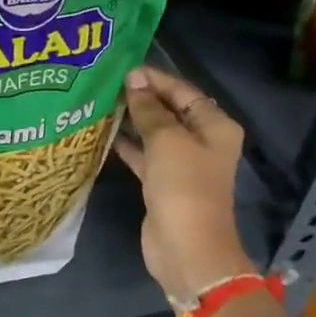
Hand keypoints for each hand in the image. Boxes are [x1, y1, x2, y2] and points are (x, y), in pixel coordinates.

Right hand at [113, 65, 253, 299]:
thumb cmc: (184, 186)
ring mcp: (182, 163)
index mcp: (214, 126)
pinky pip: (144, 154)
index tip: (122, 68)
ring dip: (132, 119)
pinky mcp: (163, 182)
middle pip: (169, 109)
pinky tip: (103, 133)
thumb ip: (149, 109)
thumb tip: (134, 79)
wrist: (187, 248)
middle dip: (141, 97)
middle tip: (106, 82)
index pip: (183, 91)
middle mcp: (201, 141)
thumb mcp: (166, 140)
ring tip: (101, 102)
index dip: (154, 78)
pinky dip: (127, 144)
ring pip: (154, 132)